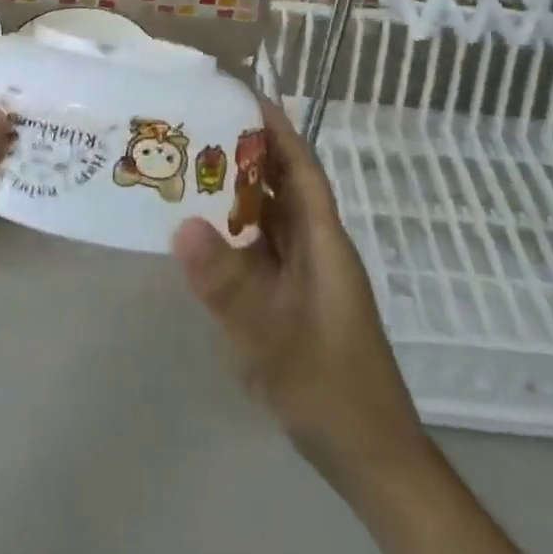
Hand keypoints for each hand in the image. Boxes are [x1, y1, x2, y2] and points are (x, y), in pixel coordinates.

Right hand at [171, 100, 423, 497]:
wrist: (370, 458)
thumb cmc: (329, 390)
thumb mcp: (272, 337)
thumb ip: (228, 284)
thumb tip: (181, 223)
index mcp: (324, 242)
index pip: (301, 169)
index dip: (278, 129)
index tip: (243, 95)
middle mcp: (316, 249)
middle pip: (282, 187)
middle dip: (246, 153)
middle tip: (196, 126)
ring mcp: (306, 277)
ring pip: (270, 219)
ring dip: (237, 193)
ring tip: (188, 168)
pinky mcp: (293, 302)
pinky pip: (261, 251)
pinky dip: (234, 234)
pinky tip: (200, 236)